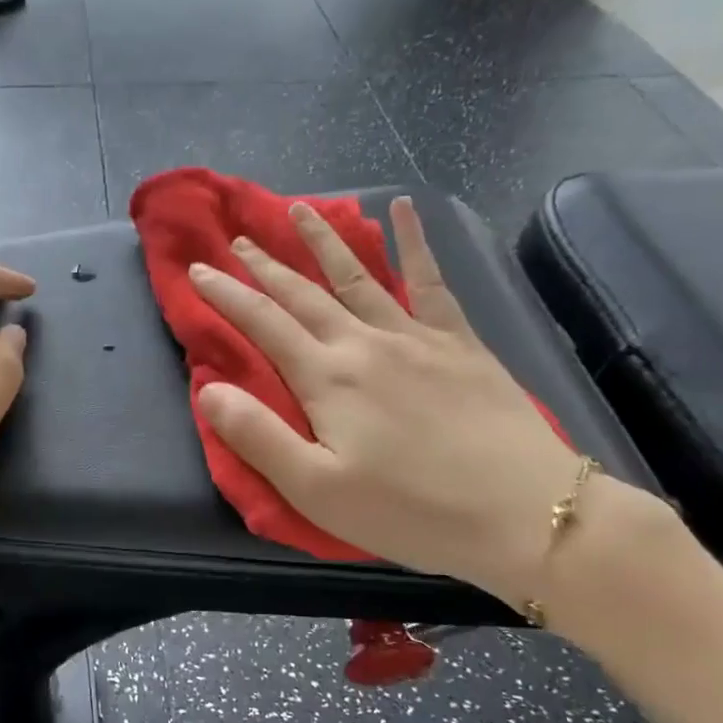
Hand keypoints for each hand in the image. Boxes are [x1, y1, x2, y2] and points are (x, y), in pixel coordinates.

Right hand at [190, 198, 584, 608]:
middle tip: (240, 237)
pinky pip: (432, 282)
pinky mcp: (460, 343)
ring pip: (358, 276)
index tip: (198, 269)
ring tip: (300, 209)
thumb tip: (208, 388)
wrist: (524, 514)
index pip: (263, 324)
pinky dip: (416, 242)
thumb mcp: (316, 490)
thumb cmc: (410, 512)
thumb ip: (257, 436)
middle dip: (266, 264)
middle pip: (304, 293)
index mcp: (327, 379)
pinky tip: (406, 208)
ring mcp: (416, 337)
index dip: (226, 294)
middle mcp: (365, 343)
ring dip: (324, 241)